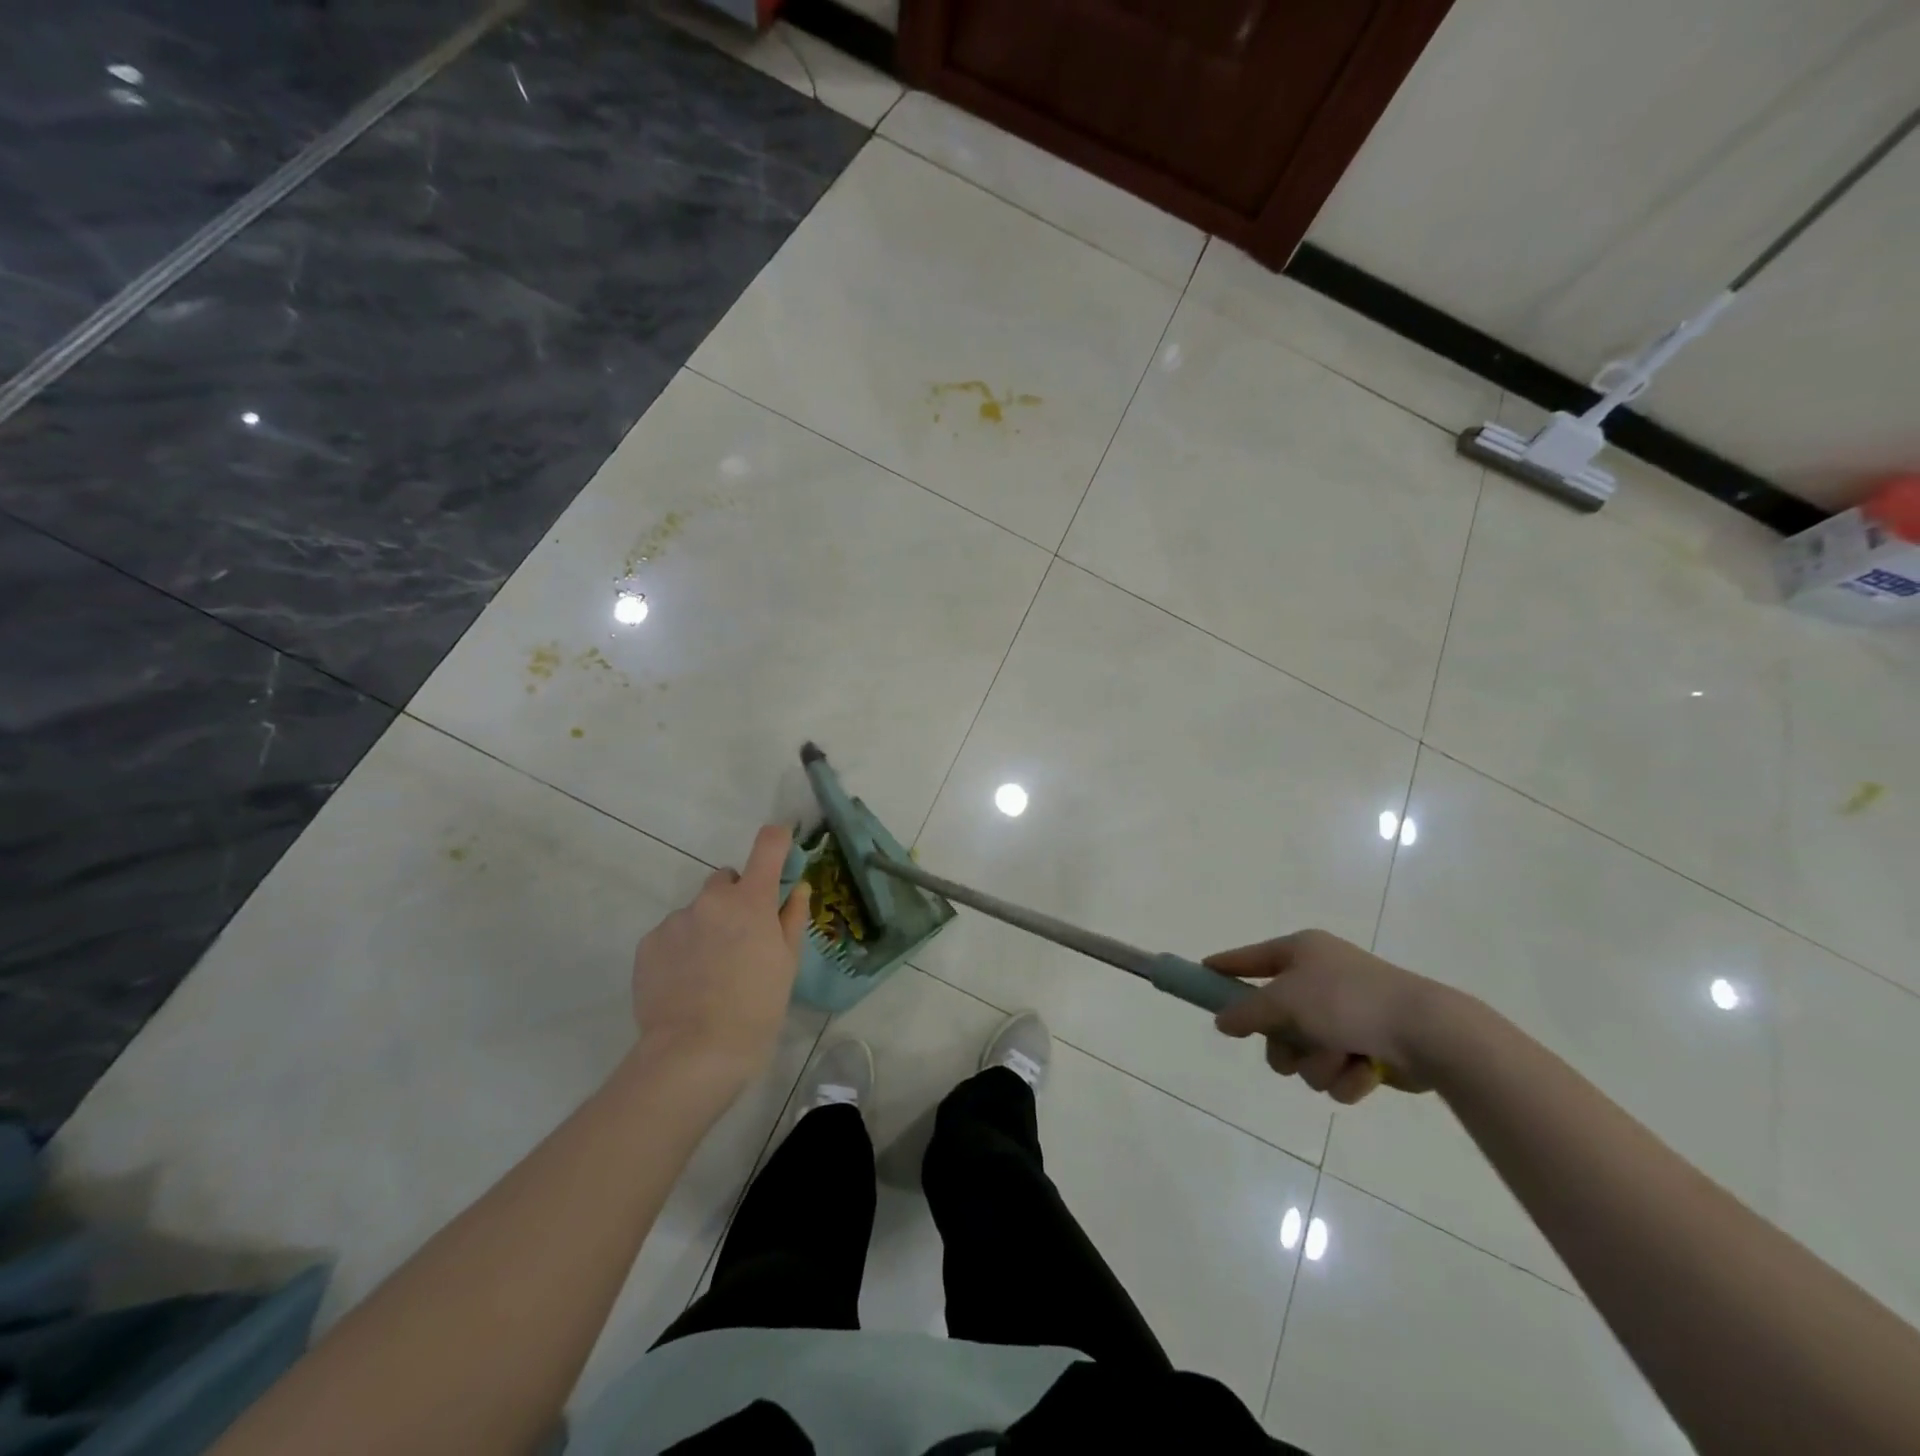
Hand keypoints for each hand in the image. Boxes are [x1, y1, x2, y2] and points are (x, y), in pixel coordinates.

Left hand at [630, 825, 811, 1083]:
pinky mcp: (649, 943)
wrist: (693, 1053)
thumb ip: (792, 917)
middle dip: (738, 898)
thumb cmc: (756, 1009)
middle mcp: (711, 899)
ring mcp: (676, 919)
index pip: (768, 845)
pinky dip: (683, 947)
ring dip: (708, 925)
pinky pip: (673, 933)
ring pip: (698, 909)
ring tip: (711, 971)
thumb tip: (797, 888)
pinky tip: (687, 982)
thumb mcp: (787, 964)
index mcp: (751, 900)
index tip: (782, 845)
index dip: (778, 839)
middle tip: (744, 939)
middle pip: (727, 880)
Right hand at [1206, 930, 1450, 1100]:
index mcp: (1302, 952)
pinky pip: (1335, 1071)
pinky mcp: (1368, 1047)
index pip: (1249, 958)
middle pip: (1274, 1020)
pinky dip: (1346, 1076)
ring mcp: (1346, 1014)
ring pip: (1304, 1053)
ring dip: (1318, 1064)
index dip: (1224, 968)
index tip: (1201, 975)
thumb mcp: (1285, 1001)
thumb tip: (1222, 1020)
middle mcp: (1321, 979)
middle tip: (1292, 1049)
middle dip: (1284, 1045)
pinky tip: (1365, 1072)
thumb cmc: (1348, 1002)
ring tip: (1341, 1059)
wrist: (1430, 1033)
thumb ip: (1246, 1012)